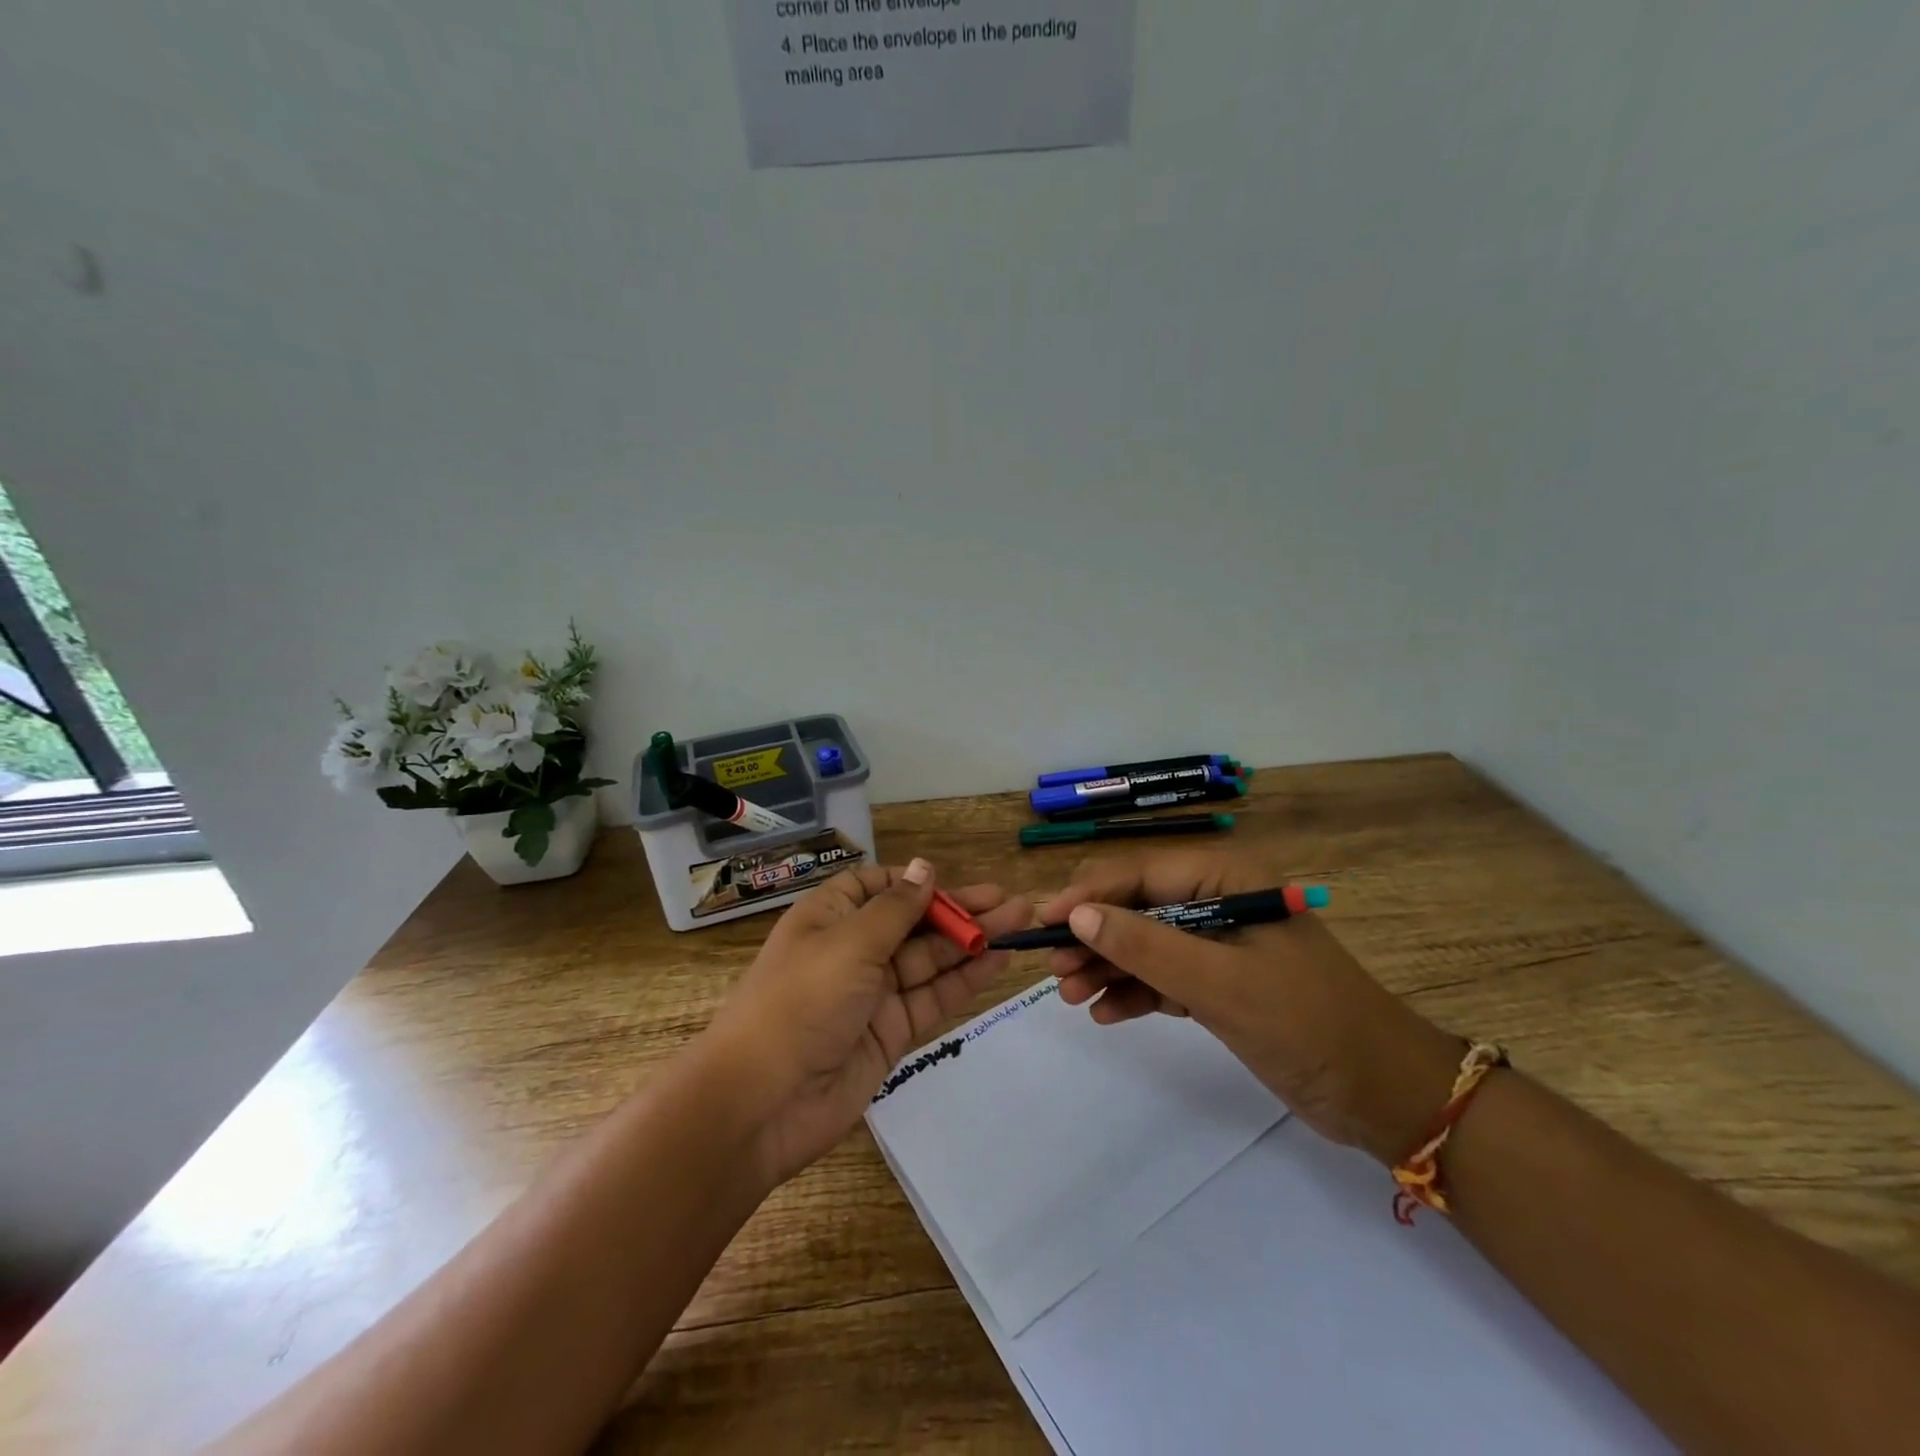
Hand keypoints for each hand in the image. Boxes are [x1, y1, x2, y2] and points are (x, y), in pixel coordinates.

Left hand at [711, 860, 1031, 1186]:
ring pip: (930, 958)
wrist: (763, 1102)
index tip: (951, 882)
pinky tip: (998, 960)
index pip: (876, 886)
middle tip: (1011, 902)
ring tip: (1019, 922)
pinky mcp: (891, 1032)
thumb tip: (924, 867)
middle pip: (913, 922)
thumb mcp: (849, 942)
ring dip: (972, 941)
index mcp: (829, 917)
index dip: (914, 882)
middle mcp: (852, 949)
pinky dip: (965, 979)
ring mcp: (873, 993)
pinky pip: (933, 997)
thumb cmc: (801, 1000)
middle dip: (959, 910)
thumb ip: (896, 907)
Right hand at [1041, 848, 1462, 1163]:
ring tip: (1070, 996)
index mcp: (1225, 878)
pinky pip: (1162, 976)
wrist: (1382, 1094)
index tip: (1042, 921)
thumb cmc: (1306, 1023)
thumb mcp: (1220, 982)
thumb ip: (1146, 945)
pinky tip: (1105, 1013)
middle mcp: (1217, 900)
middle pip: (1136, 907)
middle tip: (1053, 970)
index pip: (1139, 873)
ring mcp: (1217, 943)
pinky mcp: (1219, 982)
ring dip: (1106, 967)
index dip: (1088, 896)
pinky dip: (1134, 992)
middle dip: (1093, 937)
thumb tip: (1077, 915)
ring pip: (1144, 943)